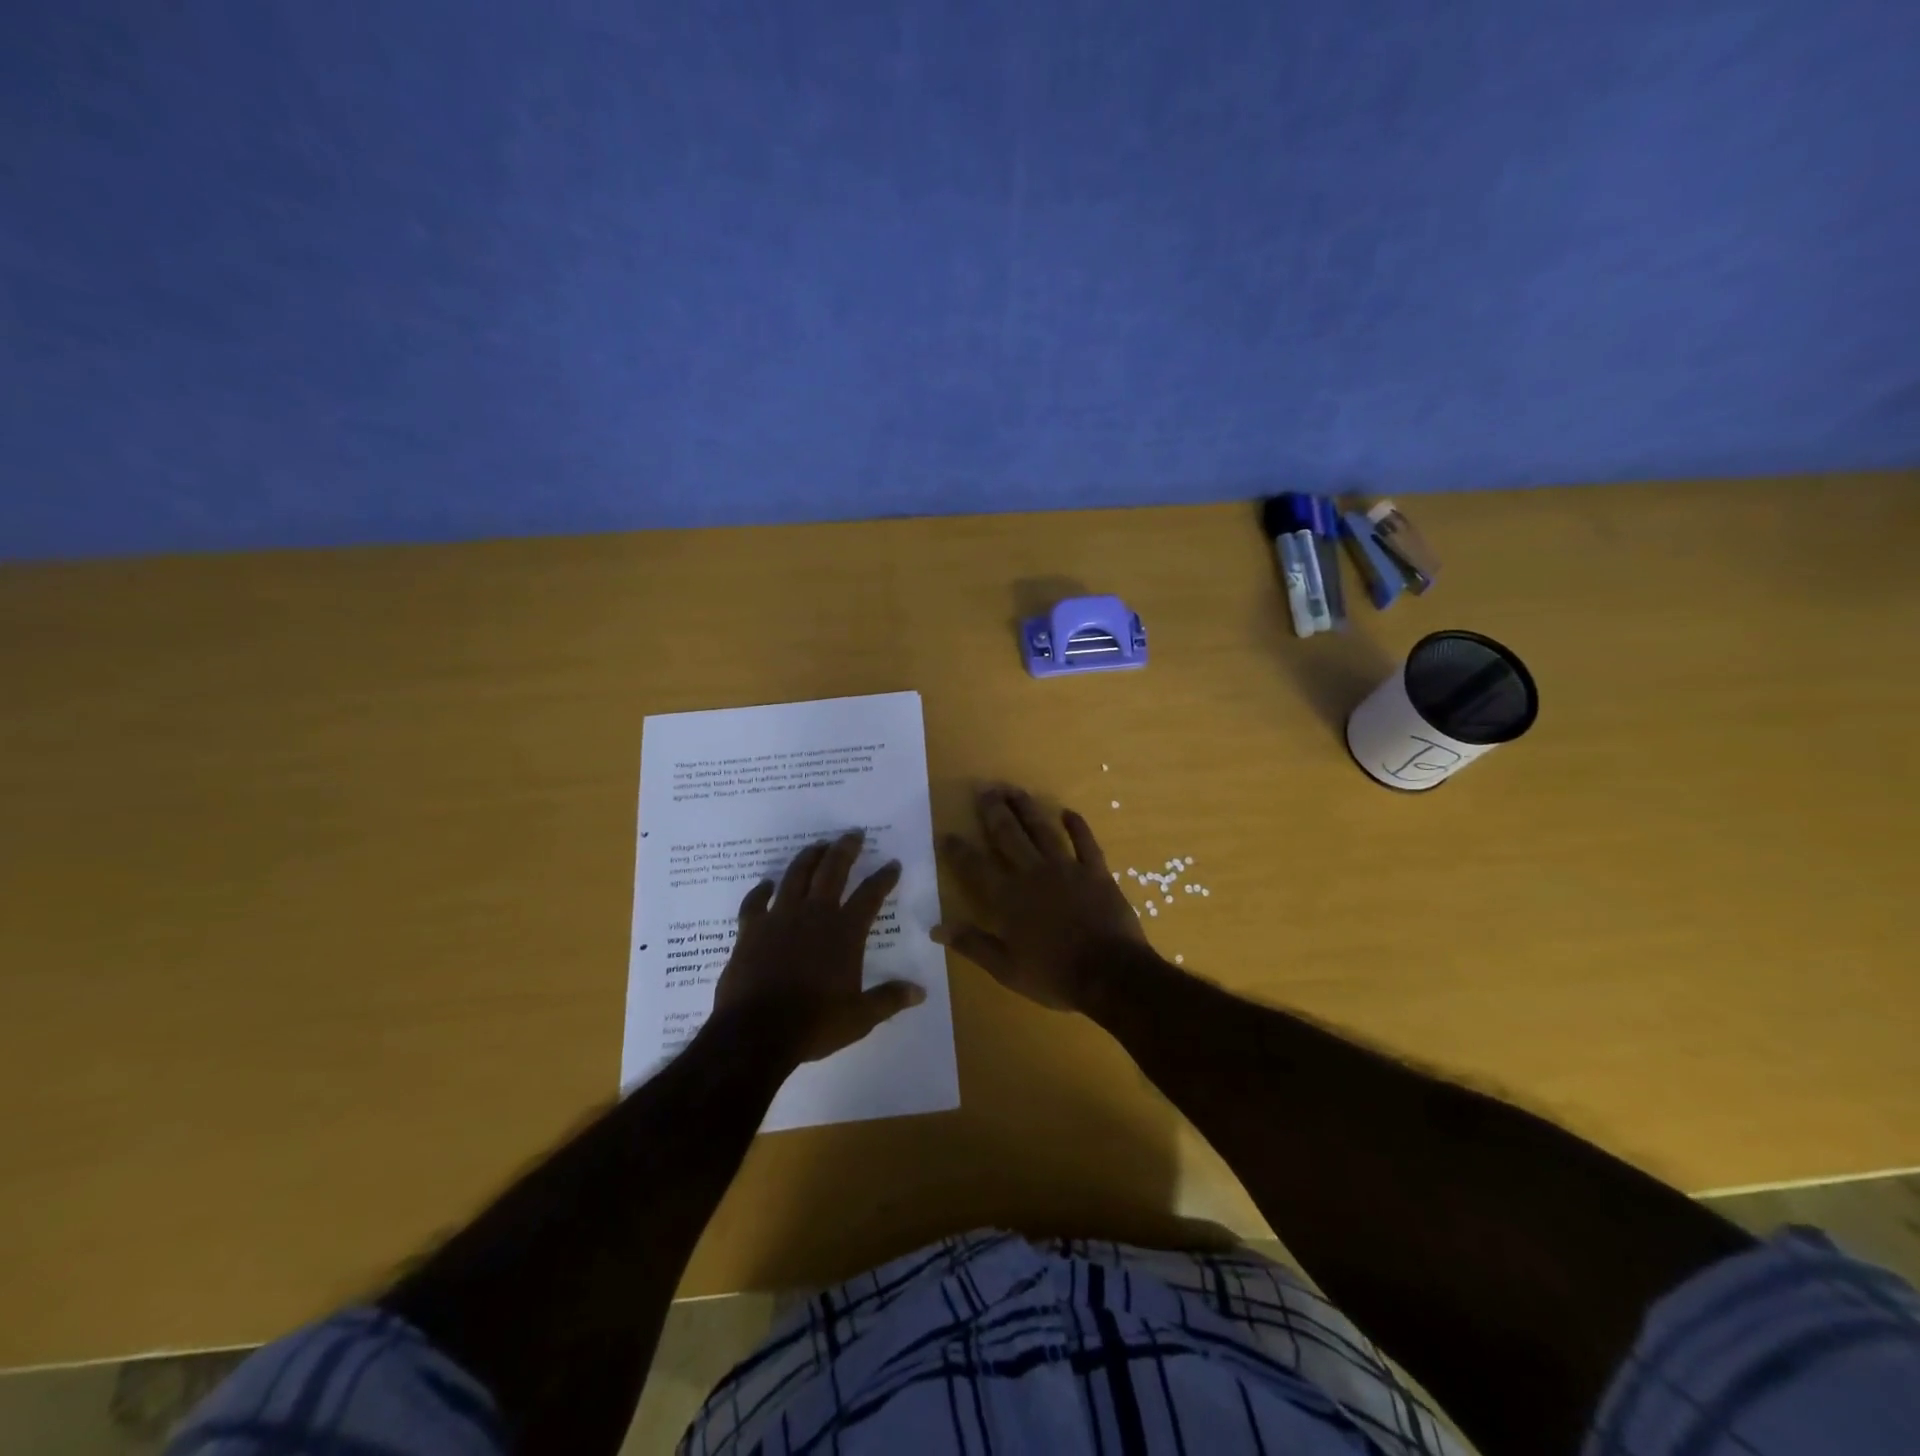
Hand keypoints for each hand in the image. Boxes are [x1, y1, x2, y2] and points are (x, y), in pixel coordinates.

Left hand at [712, 831, 925, 1063]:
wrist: (756, 1032)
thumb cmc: (814, 1023)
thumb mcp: (859, 1017)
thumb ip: (889, 999)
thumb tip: (920, 993)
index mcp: (845, 932)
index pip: (870, 895)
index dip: (884, 878)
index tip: (892, 864)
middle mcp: (814, 915)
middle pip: (832, 871)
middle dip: (845, 849)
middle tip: (853, 834)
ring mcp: (779, 918)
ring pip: (796, 876)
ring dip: (808, 857)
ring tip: (817, 845)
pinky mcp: (750, 930)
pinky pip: (755, 902)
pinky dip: (760, 890)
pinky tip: (766, 884)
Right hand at [934, 786, 1149, 1011]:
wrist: (1110, 974)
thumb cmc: (1054, 975)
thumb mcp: (1006, 969)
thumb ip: (972, 944)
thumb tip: (936, 928)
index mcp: (1008, 898)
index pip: (975, 867)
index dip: (958, 850)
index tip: (946, 833)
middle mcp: (1033, 873)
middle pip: (1008, 835)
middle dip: (994, 812)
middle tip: (984, 790)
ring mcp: (1066, 868)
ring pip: (1042, 830)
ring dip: (1027, 808)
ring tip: (1014, 790)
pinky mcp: (1095, 871)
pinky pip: (1085, 842)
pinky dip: (1077, 826)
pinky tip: (1068, 812)